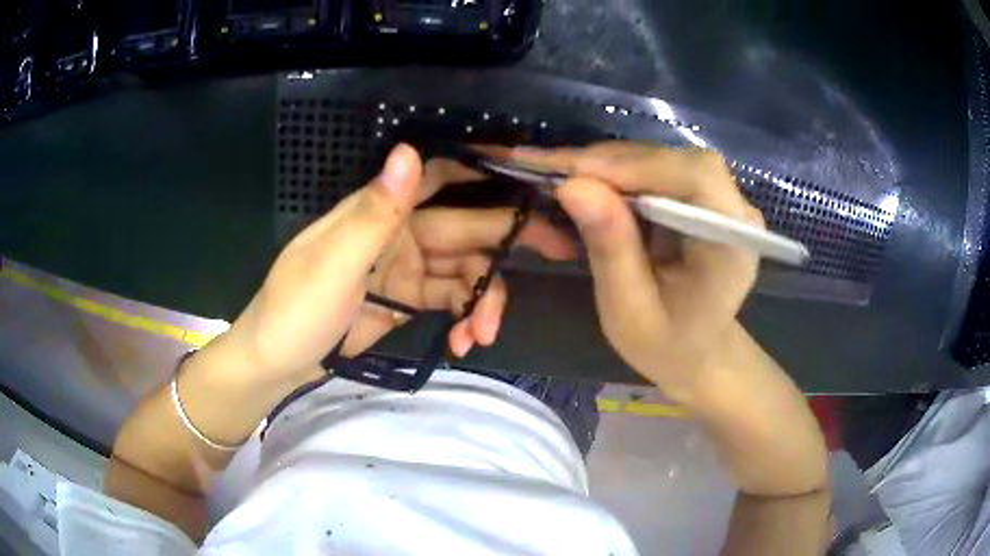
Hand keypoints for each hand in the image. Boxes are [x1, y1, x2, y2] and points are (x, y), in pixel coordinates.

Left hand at [221, 144, 574, 383]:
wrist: (279, 363)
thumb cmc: (295, 308)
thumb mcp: (332, 263)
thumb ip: (373, 211)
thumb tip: (408, 151)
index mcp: (380, 211)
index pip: (437, 176)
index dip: (482, 171)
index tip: (528, 179)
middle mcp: (400, 232)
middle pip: (466, 226)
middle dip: (509, 240)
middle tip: (558, 251)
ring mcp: (407, 269)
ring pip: (465, 271)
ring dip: (483, 300)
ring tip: (484, 334)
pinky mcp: (409, 302)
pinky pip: (451, 303)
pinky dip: (463, 321)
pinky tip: (464, 343)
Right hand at [511, 142, 764, 403]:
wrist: (697, 352)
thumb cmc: (667, 345)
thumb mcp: (630, 312)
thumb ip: (610, 250)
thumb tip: (572, 186)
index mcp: (733, 243)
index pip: (696, 177)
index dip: (635, 166)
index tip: (573, 174)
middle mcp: (735, 211)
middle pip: (675, 160)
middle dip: (611, 163)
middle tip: (550, 170)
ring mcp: (721, 200)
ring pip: (663, 159)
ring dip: (608, 164)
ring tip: (558, 173)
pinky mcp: (702, 197)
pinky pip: (658, 170)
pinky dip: (617, 173)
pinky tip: (585, 183)